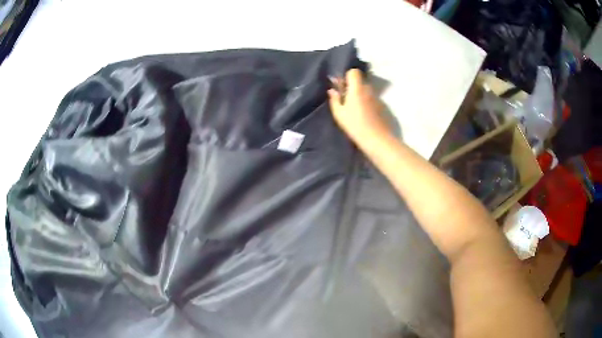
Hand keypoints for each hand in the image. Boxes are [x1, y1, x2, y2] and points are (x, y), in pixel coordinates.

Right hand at [327, 69, 390, 142]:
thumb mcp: (339, 113)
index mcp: (357, 88)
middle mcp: (368, 89)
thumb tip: (332, 90)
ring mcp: (377, 97)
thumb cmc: (355, 125)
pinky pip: (372, 99)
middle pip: (360, 81)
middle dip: (353, 87)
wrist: (376, 138)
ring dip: (360, 95)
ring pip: (366, 91)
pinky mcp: (382, 106)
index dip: (347, 76)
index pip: (354, 72)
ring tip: (355, 109)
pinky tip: (364, 115)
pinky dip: (367, 103)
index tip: (342, 86)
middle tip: (346, 99)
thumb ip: (335, 99)